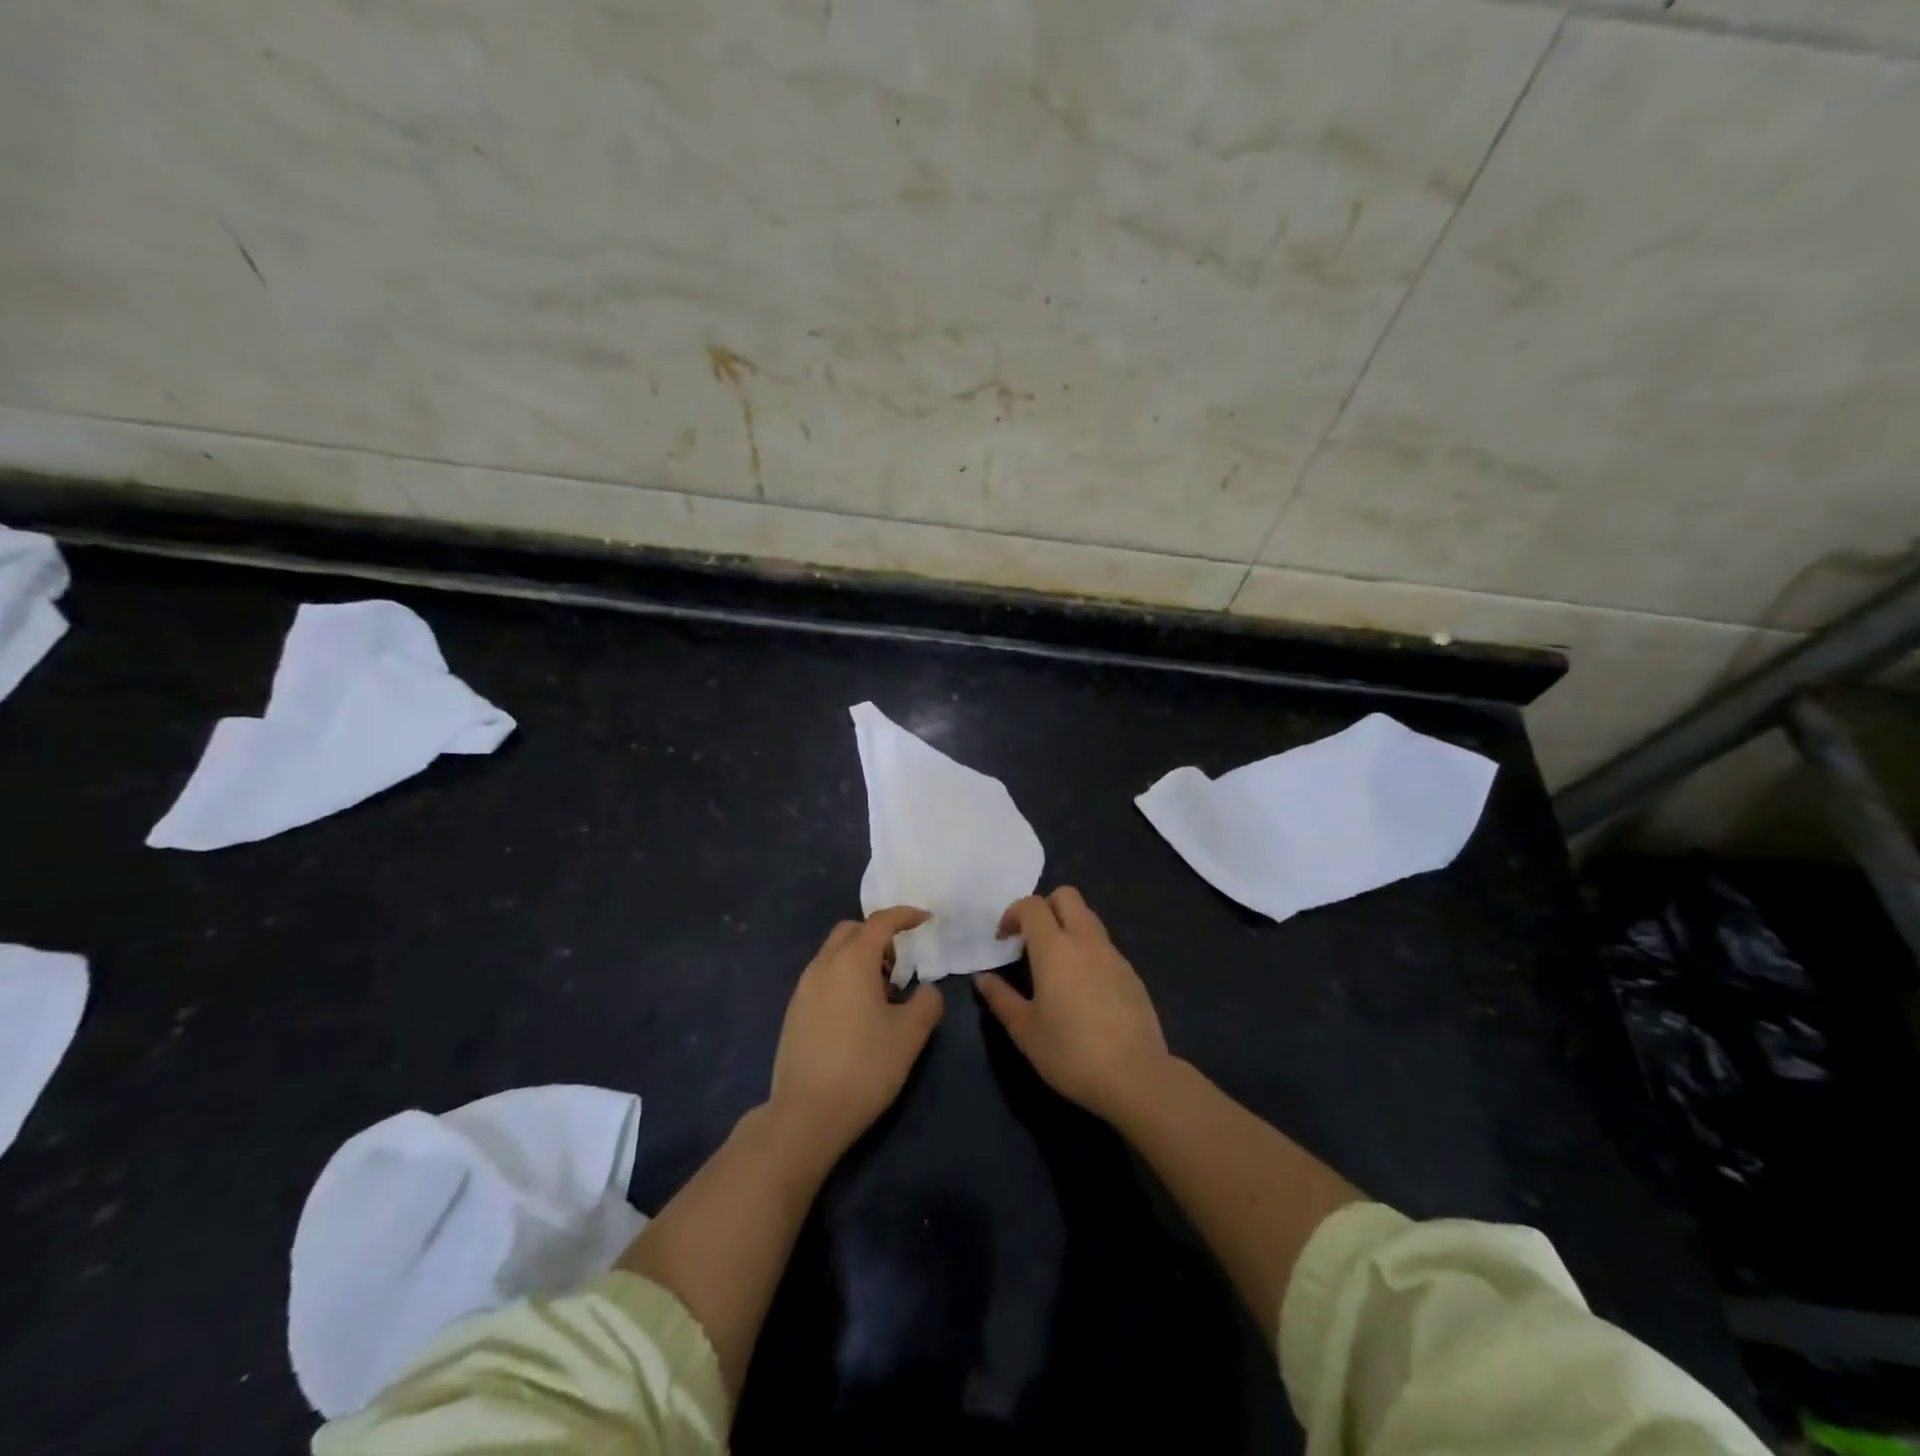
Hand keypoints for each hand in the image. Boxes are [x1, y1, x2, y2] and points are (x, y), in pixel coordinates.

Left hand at [768, 906, 943, 1156]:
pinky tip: (857, 1013)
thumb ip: (927, 1002)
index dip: (906, 915)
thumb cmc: (865, 1066)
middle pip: (851, 931)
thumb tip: (926, 990)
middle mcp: (823, 965)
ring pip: (834, 954)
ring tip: (882, 992)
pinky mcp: (794, 1012)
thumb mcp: (910, 1034)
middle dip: (878, 934)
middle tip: (900, 962)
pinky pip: (823, 977)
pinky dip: (843, 978)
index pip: (881, 922)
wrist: (806, 1114)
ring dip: (860, 958)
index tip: (925, 919)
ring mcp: (803, 988)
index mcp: (852, 960)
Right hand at [976, 887, 1169, 1122]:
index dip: (1013, 913)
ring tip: (1055, 964)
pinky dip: (1087, 950)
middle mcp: (1086, 940)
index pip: (1032, 905)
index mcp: (1055, 947)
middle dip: (1044, 907)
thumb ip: (1000, 998)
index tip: (1004, 940)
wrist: (1136, 1077)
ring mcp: (1113, 954)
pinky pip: (1104, 945)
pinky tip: (1083, 988)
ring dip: (1067, 926)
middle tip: (1031, 940)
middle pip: (1066, 896)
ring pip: (1088, 917)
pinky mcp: (1131, 973)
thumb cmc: (1071, 1052)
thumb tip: (983, 978)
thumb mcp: (1025, 1030)